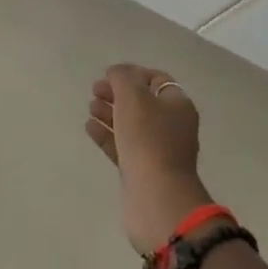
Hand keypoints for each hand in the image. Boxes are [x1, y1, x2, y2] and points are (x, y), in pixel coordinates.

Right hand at [85, 64, 214, 252]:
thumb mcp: (133, 96)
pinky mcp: (142, 171)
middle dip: (118, 93)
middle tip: (95, 90)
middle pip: (142, 102)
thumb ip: (122, 77)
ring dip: (110, 113)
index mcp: (177, 105)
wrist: (156, 196)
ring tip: (90, 107)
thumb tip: (116, 73)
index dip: (133, 73)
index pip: (156, 80)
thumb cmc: (148, 138)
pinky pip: (123, 146)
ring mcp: (158, 150)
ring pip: (131, 124)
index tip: (109, 74)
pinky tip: (90, 127)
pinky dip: (107, 134)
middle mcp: (172, 126)